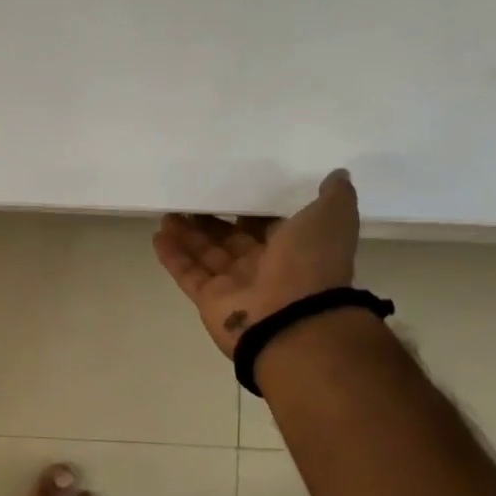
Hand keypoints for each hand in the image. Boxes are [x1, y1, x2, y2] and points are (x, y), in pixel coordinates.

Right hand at [152, 169, 360, 358]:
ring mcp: (234, 285)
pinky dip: (173, 255)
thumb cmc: (310, 265)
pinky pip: (187, 273)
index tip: (227, 188)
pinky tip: (158, 235)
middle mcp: (263, 267)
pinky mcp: (209, 299)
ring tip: (167, 212)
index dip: (247, 209)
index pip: (265, 225)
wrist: (292, 321)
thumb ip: (334, 197)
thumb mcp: (331, 219)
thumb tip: (338, 174)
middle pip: (230, 239)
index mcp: (293, 249)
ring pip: (205, 254)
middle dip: (209, 220)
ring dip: (186, 234)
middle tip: (188, 197)